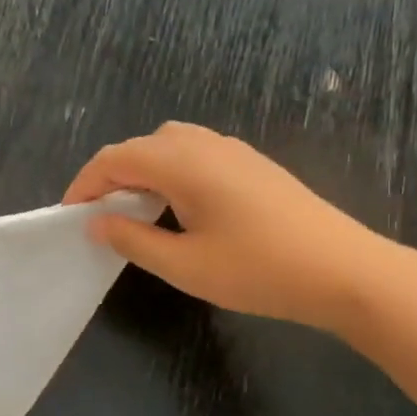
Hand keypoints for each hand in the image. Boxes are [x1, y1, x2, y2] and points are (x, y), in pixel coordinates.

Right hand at [63, 122, 400, 331]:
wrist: (347, 272)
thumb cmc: (258, 270)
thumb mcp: (183, 265)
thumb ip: (132, 239)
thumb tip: (96, 223)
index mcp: (182, 163)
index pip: (114, 159)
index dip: (84, 185)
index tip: (70, 216)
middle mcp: (204, 144)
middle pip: (139, 145)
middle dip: (109, 175)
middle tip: (98, 215)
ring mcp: (233, 150)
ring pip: (168, 144)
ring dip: (141, 169)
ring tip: (134, 208)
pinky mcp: (252, 164)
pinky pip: (194, 151)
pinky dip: (169, 169)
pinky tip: (178, 205)